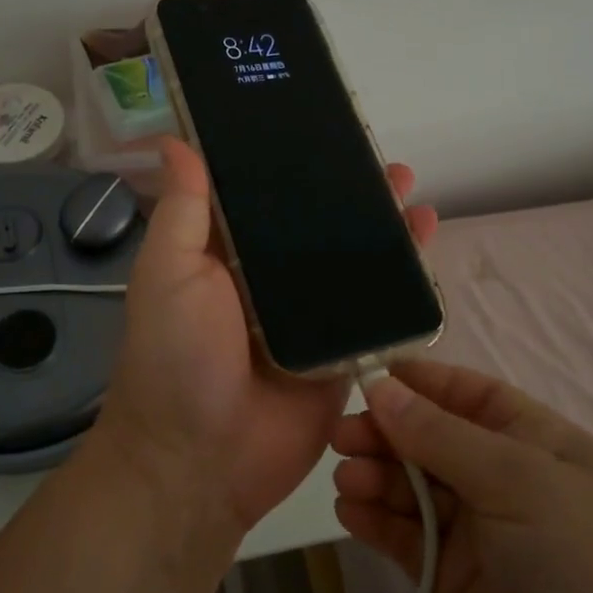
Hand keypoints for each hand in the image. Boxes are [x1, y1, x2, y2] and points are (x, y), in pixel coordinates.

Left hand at [97, 137, 438, 536]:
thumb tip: (175, 140)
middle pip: (316, 226)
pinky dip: (401, 279)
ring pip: (351, 261)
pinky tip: (424, 243)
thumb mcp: (168, 273)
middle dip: (348, 193)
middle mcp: (269, 280)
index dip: (290, 164)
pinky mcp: (343, 352)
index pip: (264, 197)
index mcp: (225, 255)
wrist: (201, 463)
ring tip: (409, 190)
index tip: (320, 129)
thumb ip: (182, 210)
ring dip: (381, 226)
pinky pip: (376, 309)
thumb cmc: (176, 357)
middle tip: (379, 158)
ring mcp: (310, 317)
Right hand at [331, 362, 592, 592]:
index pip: (471, 395)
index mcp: (540, 444)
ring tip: (345, 480)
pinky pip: (407, 536)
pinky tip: (348, 513)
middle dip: (387, 432)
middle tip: (340, 437)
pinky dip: (377, 521)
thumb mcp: (517, 481)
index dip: (420, 383)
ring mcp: (481, 532)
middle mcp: (508, 480)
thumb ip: (439, 434)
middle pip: (432, 439)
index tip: (365, 376)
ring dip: (376, 477)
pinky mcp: (454, 580)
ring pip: (414, 486)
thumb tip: (378, 385)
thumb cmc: (581, 567)